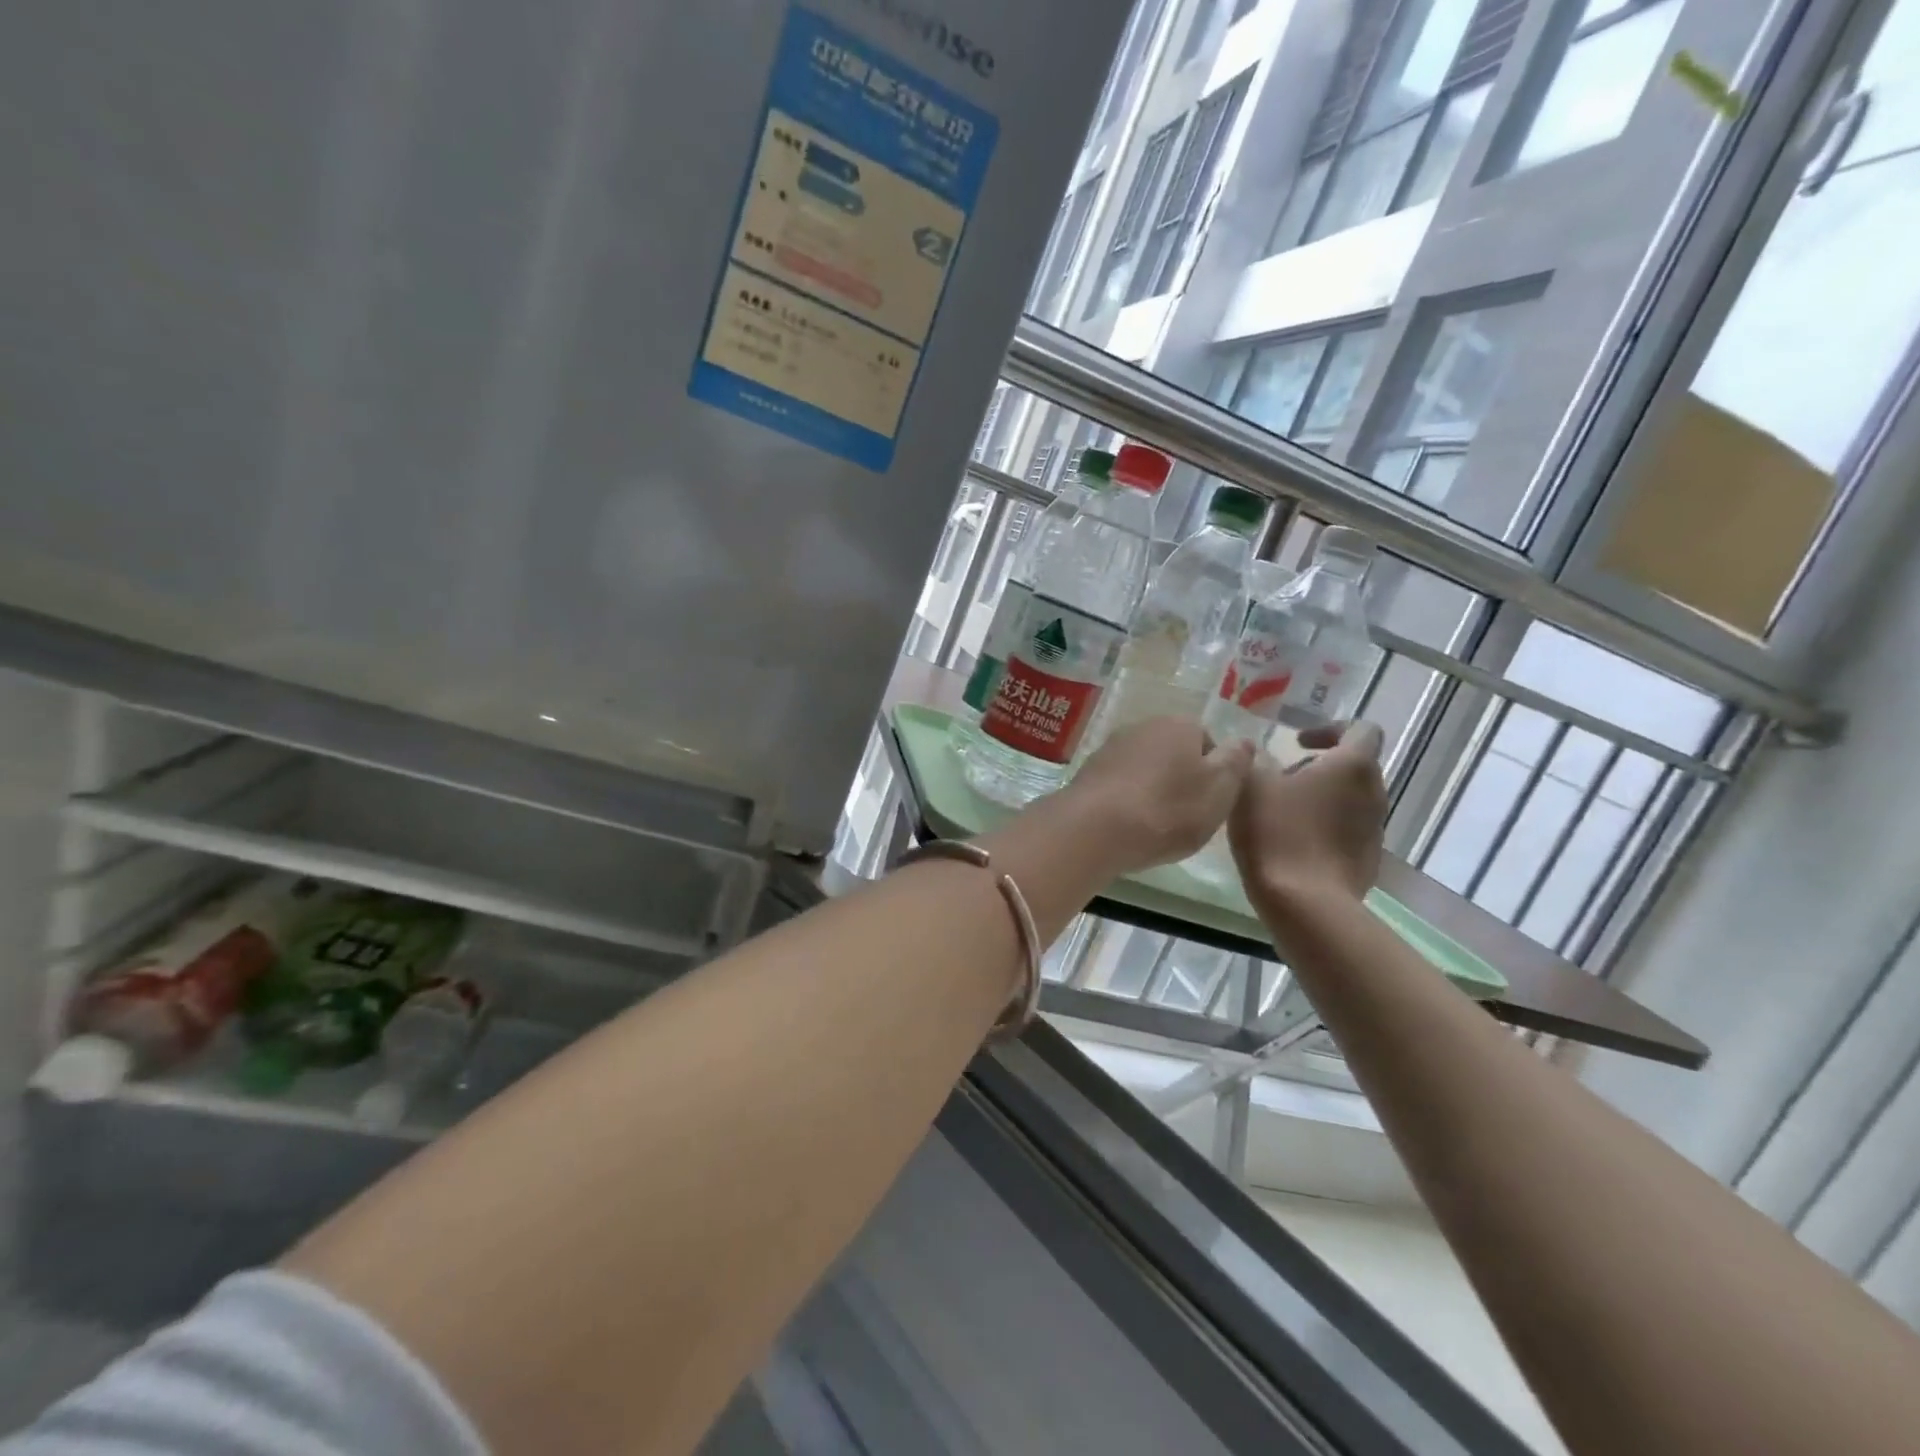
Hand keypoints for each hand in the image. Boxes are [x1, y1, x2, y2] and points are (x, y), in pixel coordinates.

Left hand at [1060, 717, 1255, 874]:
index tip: (1212, 803)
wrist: (1094, 829)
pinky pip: (1119, 785)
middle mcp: (1142, 726)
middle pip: (1173, 753)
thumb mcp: (1220, 789)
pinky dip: (1127, 801)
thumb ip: (1236, 762)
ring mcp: (1110, 748)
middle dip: (1181, 780)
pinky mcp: (1088, 773)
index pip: (1208, 740)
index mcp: (1179, 724)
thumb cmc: (1168, 809)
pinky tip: (1128, 826)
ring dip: (1152, 791)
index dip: (1214, 773)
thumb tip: (1243, 741)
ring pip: (1144, 768)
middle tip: (1186, 817)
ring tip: (1155, 826)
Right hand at [1228, 721, 1386, 910]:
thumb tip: (1256, 751)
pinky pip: (1347, 831)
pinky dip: (1325, 828)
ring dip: (1322, 799)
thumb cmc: (1277, 832)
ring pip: (1350, 800)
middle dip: (1320, 767)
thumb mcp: (1250, 785)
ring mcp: (1376, 829)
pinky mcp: (1369, 860)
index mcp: (1352, 765)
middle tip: (1281, 780)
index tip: (1297, 744)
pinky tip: (1292, 845)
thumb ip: (1253, 759)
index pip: (1362, 729)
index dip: (1329, 729)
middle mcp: (1374, 792)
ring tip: (1282, 815)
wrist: (1305, 904)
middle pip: (1354, 766)